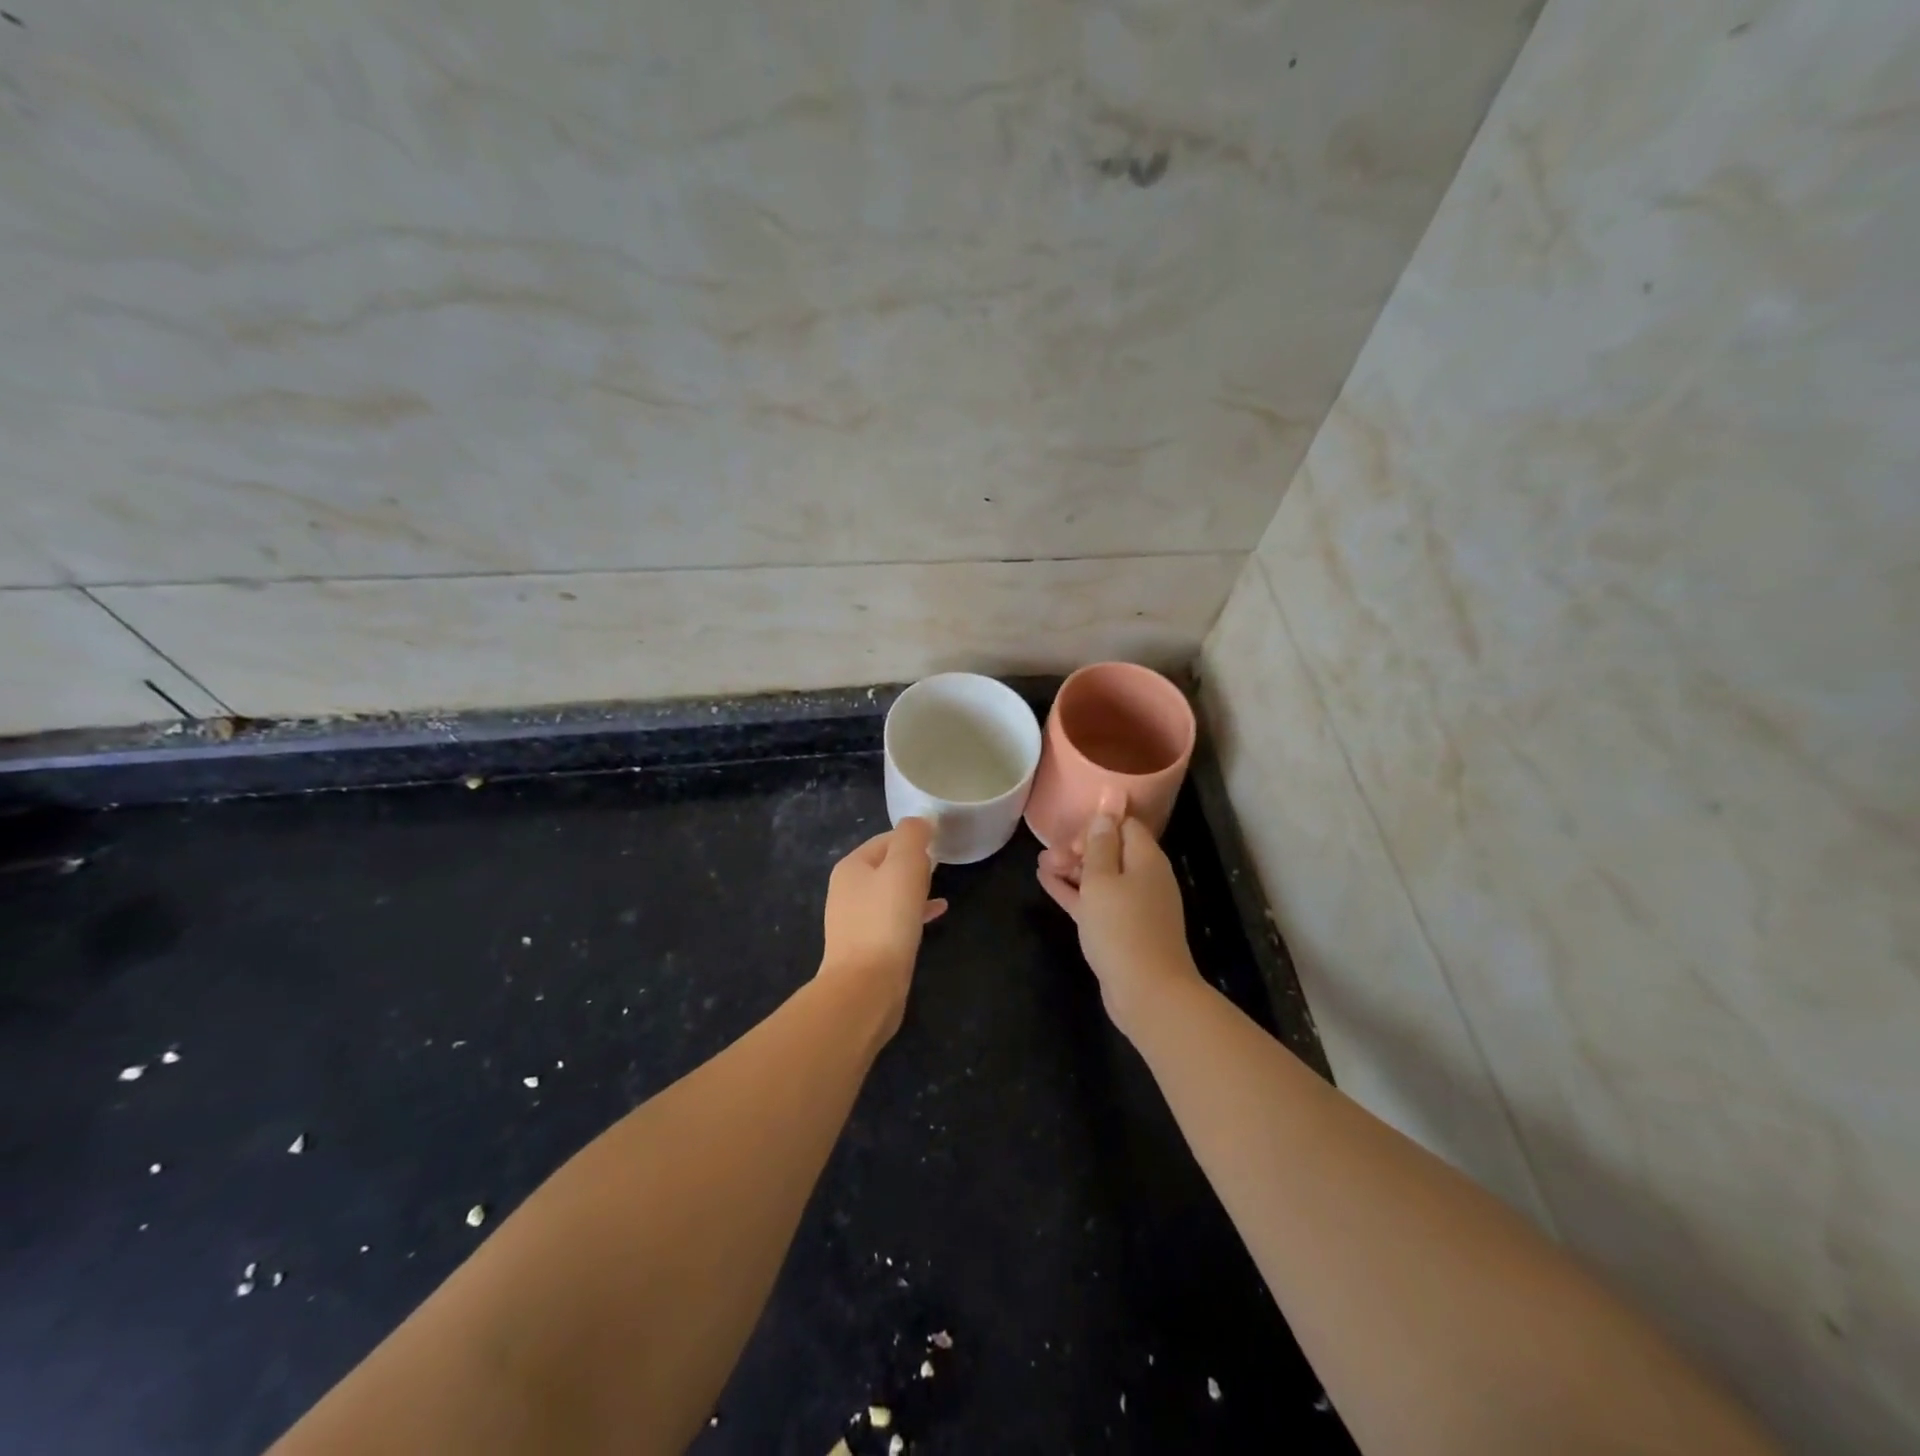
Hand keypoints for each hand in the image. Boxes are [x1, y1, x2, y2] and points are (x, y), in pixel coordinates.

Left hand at [819, 817, 947, 1037]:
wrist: (866, 986)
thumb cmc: (886, 919)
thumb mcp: (904, 866)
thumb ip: (912, 836)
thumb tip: (920, 821)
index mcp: (852, 866)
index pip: (886, 839)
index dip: (914, 838)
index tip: (940, 844)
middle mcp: (847, 890)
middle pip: (887, 865)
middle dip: (914, 863)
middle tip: (941, 866)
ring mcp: (854, 920)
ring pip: (891, 893)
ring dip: (915, 888)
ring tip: (939, 889)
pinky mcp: (867, 946)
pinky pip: (893, 919)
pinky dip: (913, 913)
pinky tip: (935, 915)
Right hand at [1038, 814, 1199, 1030]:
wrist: (1147, 992)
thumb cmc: (1122, 927)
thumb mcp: (1102, 879)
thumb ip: (1100, 843)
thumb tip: (1107, 808)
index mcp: (1146, 859)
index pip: (1124, 825)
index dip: (1096, 825)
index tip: (1070, 837)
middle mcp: (1144, 878)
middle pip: (1111, 851)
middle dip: (1078, 848)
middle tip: (1048, 854)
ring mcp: (1134, 906)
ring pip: (1100, 877)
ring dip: (1072, 869)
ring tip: (1041, 864)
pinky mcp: (1121, 930)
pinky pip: (1095, 901)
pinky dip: (1073, 891)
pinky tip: (1046, 882)